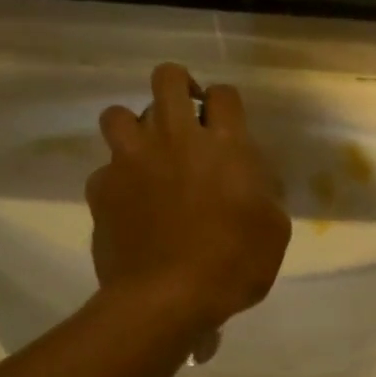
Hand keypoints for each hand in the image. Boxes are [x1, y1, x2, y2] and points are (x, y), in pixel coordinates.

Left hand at [89, 63, 290, 329]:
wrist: (167, 298)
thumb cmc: (233, 266)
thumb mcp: (274, 232)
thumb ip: (265, 195)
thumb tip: (253, 182)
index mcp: (224, 146)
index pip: (224, 95)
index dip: (225, 104)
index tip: (226, 124)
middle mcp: (174, 139)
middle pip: (167, 78)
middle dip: (178, 86)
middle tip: (186, 116)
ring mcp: (131, 160)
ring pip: (118, 114)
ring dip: (135, 126)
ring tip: (148, 154)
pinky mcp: (102, 187)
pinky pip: (105, 169)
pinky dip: (118, 180)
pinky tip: (130, 204)